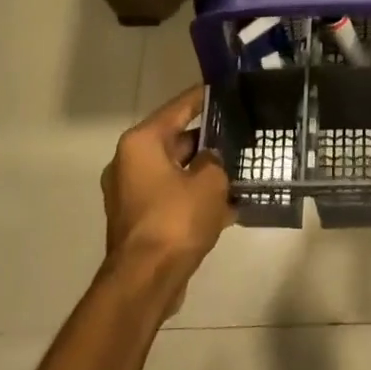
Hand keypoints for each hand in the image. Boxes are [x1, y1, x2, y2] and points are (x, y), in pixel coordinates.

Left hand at [100, 87, 232, 312]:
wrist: (145, 281)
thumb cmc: (176, 219)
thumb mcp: (209, 181)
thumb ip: (214, 161)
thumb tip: (210, 162)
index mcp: (141, 143)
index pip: (178, 108)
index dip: (203, 97)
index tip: (224, 88)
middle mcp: (129, 163)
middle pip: (176, 141)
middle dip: (208, 140)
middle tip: (240, 133)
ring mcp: (131, 194)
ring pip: (176, 172)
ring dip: (204, 173)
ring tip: (240, 169)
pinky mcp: (139, 221)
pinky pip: (172, 198)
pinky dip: (195, 198)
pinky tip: (229, 206)